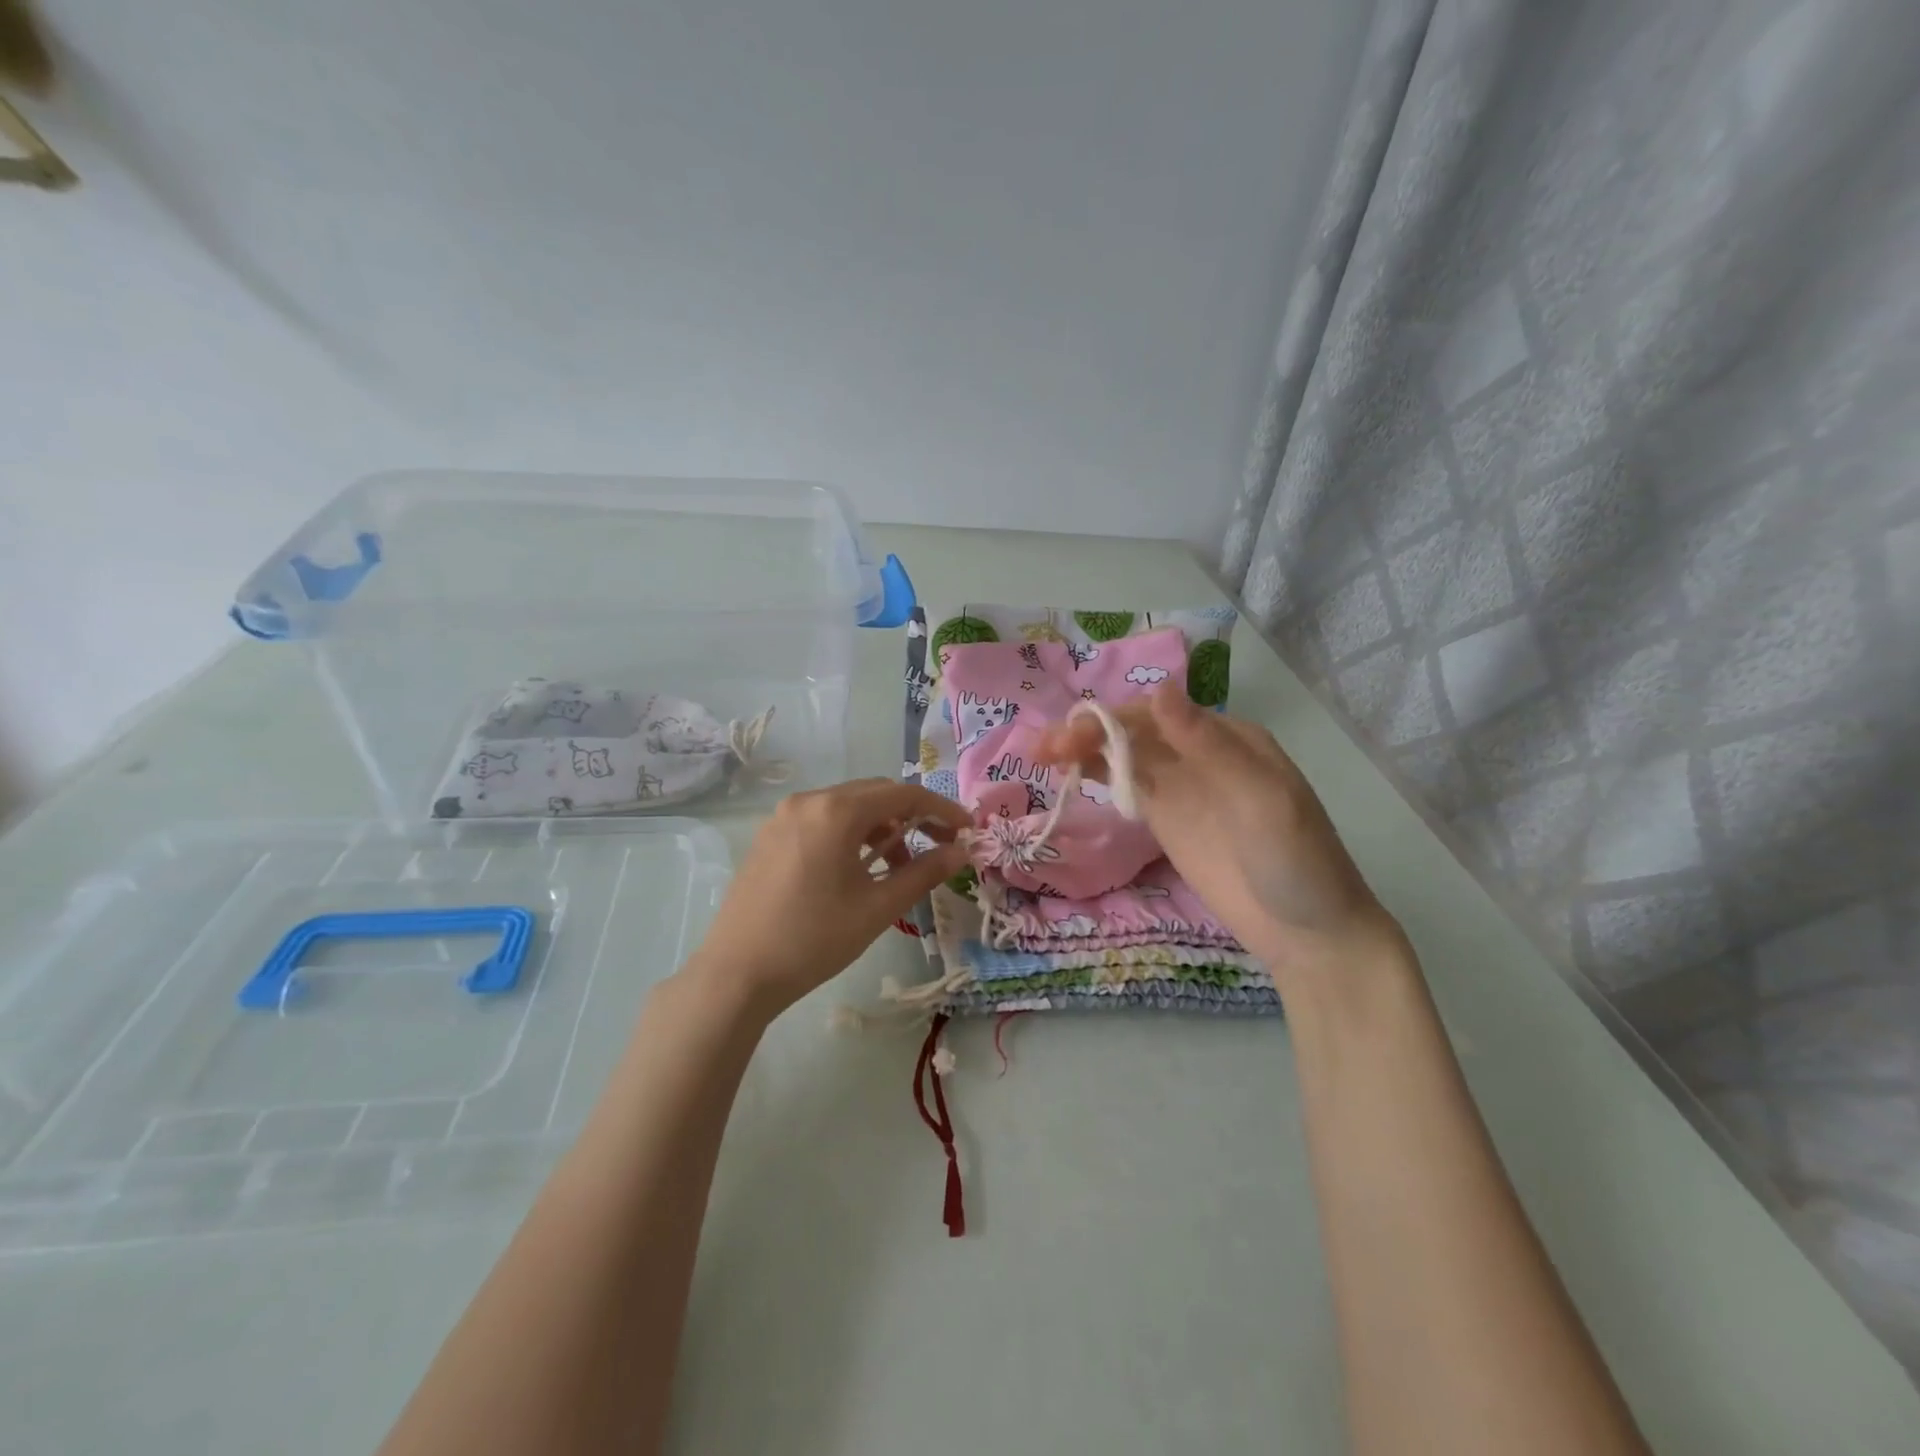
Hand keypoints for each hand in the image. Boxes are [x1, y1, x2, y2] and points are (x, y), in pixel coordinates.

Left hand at [685, 778, 971, 1017]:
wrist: (737, 974)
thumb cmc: (814, 939)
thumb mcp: (877, 907)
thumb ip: (924, 873)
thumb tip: (962, 852)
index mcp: (836, 811)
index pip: (903, 795)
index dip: (941, 809)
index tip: (967, 830)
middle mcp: (808, 801)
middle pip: (874, 794)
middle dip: (912, 816)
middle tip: (939, 847)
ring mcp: (783, 818)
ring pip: (847, 808)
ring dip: (881, 828)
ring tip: (898, 868)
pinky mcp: (769, 837)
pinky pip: (821, 822)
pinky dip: (850, 836)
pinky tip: (858, 869)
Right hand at [1035, 683, 1406, 985]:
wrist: (1308, 934)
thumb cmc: (1296, 863)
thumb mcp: (1262, 800)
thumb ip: (1209, 746)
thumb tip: (1160, 690)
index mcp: (1227, 737)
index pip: (1158, 713)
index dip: (1113, 719)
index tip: (1073, 737)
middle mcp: (1199, 753)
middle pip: (1135, 732)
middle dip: (1090, 733)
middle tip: (1045, 750)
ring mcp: (1182, 789)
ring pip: (1126, 756)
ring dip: (1086, 750)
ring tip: (1043, 756)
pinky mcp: (1168, 821)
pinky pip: (1129, 788)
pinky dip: (1099, 776)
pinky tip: (1069, 774)